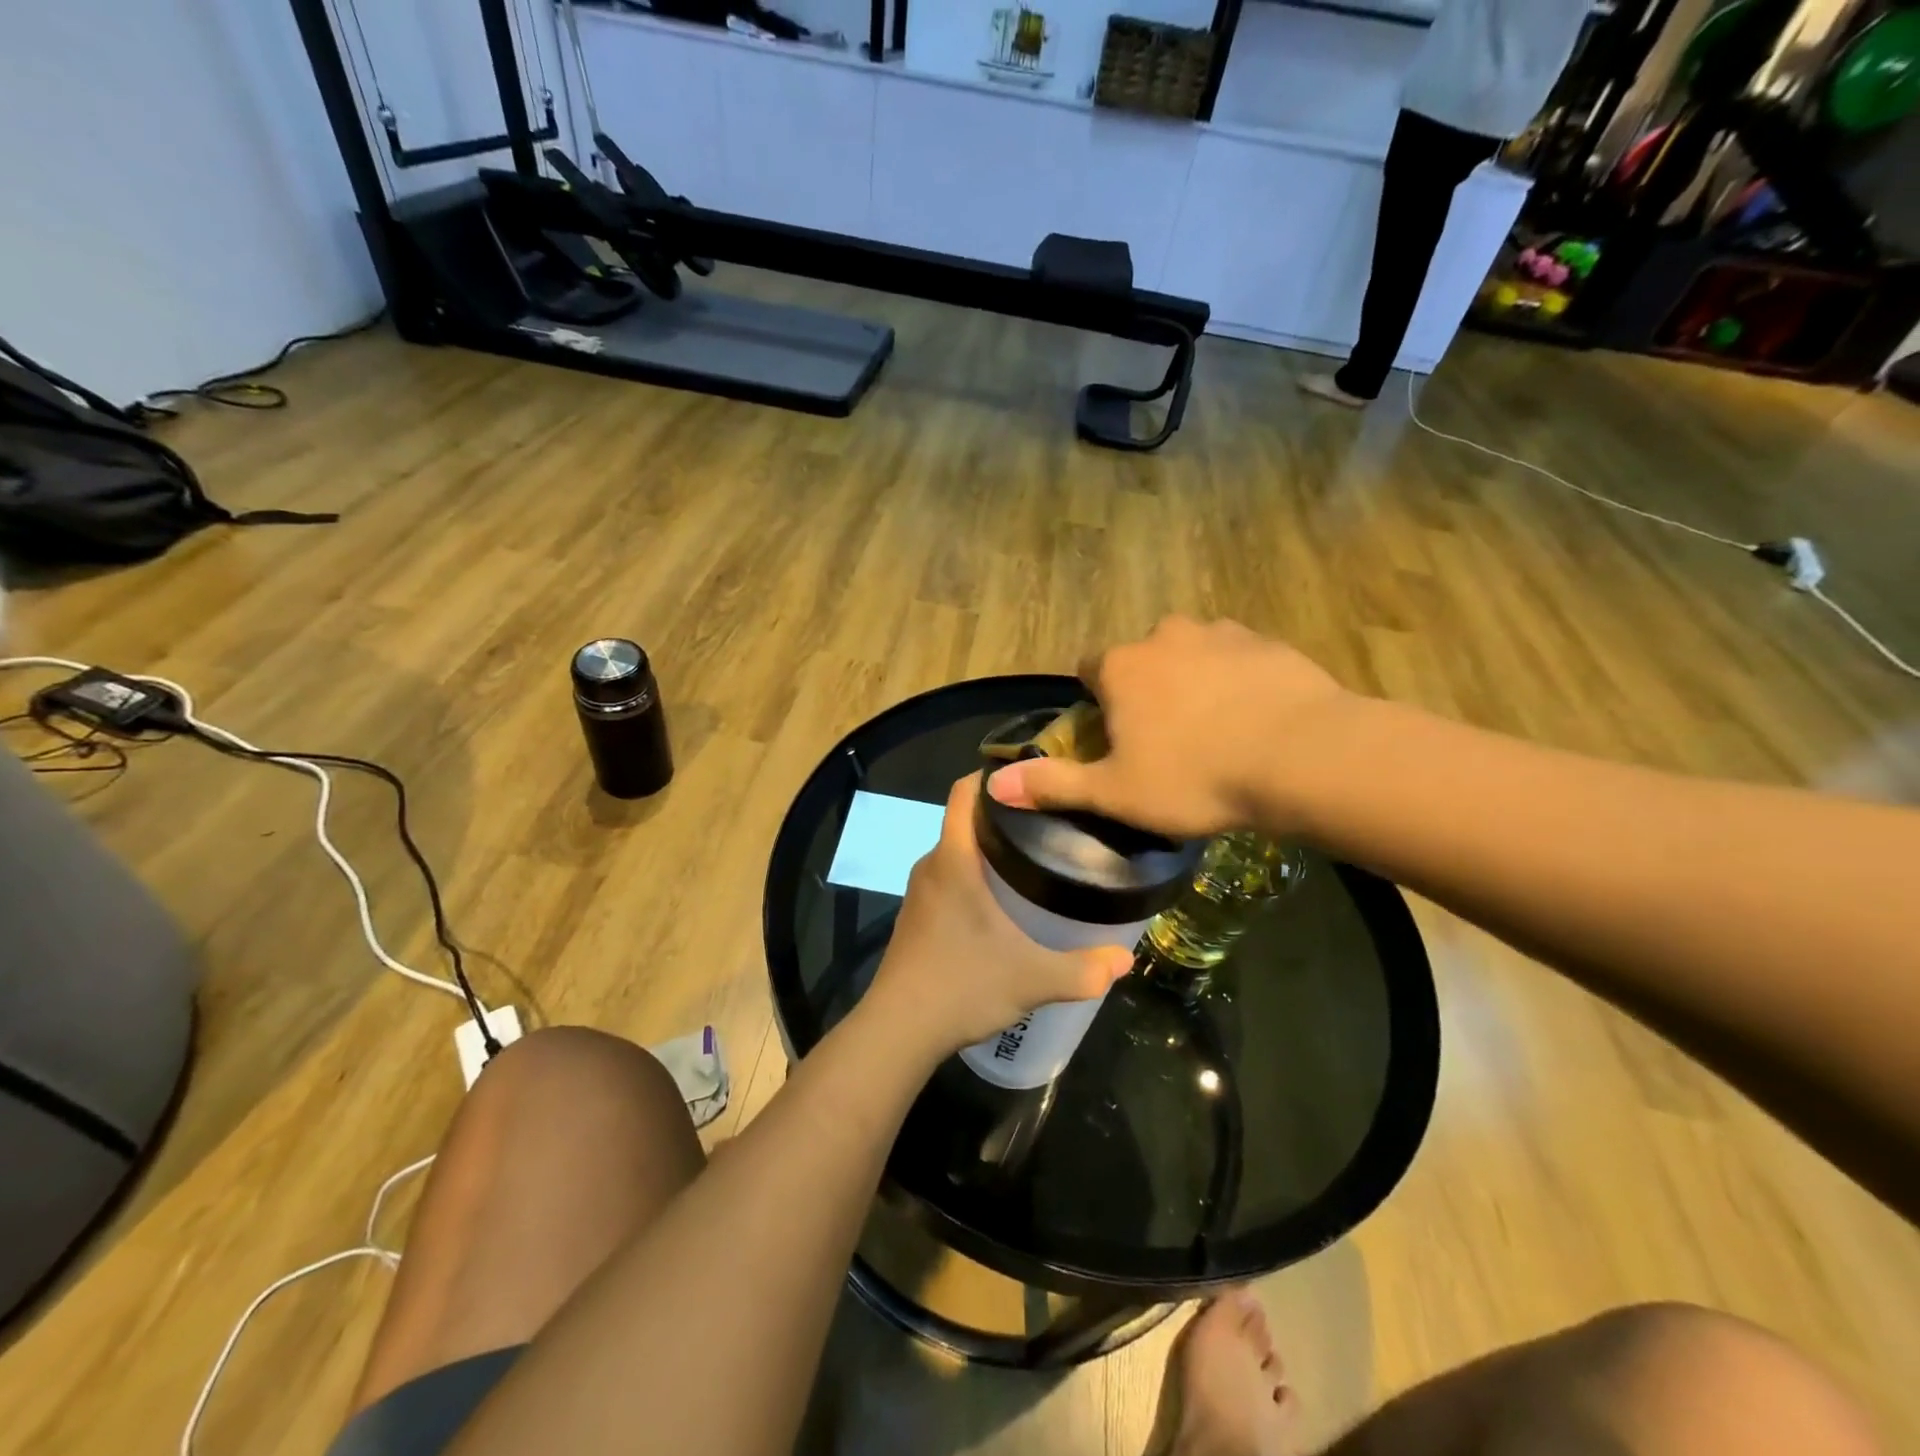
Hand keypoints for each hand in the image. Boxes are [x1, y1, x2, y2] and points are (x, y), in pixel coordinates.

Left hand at [864, 774, 1134, 1059]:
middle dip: (1004, 815)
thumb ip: (1083, 969)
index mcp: (954, 860)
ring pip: (957, 853)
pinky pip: (948, 878)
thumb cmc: (962, 986)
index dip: (991, 774)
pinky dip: (974, 876)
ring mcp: (920, 893)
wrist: (898, 1031)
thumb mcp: (1032, 979)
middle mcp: (931, 866)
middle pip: (965, 820)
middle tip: (1051, 822)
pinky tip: (1003, 902)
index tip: (1031, 774)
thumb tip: (1125, 960)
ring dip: (989, 849)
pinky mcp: (916, 918)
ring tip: (1035, 857)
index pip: (963, 791)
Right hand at [986, 616, 1352, 838]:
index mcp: (1122, 667)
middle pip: (1142, 660)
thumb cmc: (1195, 777)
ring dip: (1193, 683)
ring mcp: (1221, 633)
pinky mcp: (1268, 643)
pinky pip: (1238, 660)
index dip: (1098, 704)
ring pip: (1191, 655)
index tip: (1115, 739)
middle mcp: (1165, 635)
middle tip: (1168, 742)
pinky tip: (1255, 721)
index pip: (1090, 670)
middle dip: (1147, 691)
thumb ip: (1053, 784)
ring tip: (1216, 733)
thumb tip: (994, 785)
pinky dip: (1237, 683)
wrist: (1304, 756)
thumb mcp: (1115, 793)